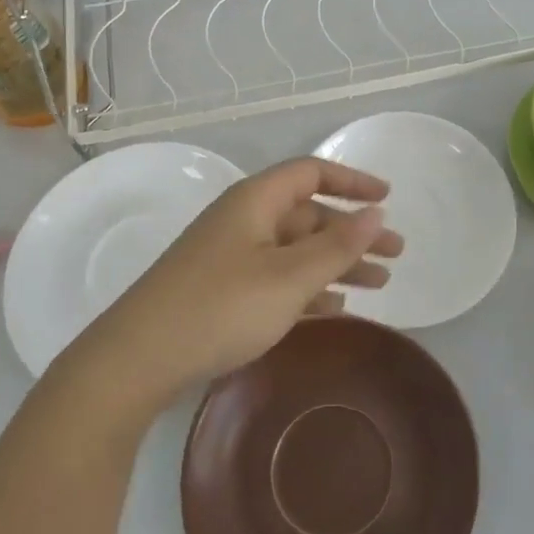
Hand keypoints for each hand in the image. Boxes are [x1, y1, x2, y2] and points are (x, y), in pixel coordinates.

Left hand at [88, 157, 402, 404]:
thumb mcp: (288, 277)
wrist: (137, 360)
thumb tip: (376, 213)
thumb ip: (336, 246)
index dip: (352, 181)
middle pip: (308, 214)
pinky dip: (309, 288)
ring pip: (296, 250)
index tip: (388, 198)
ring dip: (337, 263)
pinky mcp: (223, 291)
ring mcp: (231, 256)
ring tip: (380, 285)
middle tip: (396, 255)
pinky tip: (335, 309)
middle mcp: (243, 220)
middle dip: (353, 232)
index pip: (311, 173)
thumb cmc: (220, 308)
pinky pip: (278, 278)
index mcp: (256, 201)